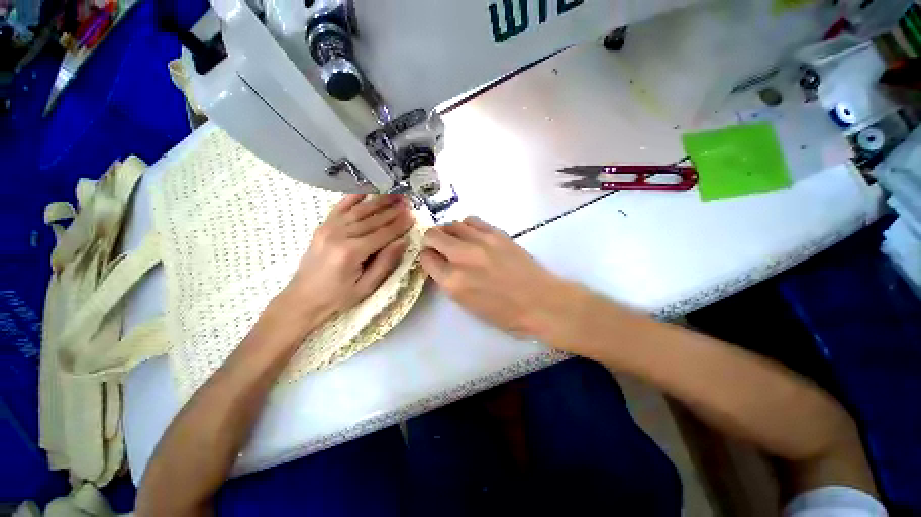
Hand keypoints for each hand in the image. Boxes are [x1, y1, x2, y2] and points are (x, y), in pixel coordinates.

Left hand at [281, 194, 413, 325]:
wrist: (302, 298)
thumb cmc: (338, 297)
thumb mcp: (366, 286)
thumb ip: (385, 263)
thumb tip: (403, 242)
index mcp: (351, 253)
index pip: (382, 234)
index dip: (399, 225)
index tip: (413, 216)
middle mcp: (339, 235)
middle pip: (372, 219)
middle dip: (393, 210)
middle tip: (408, 201)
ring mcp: (329, 228)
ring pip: (359, 210)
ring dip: (379, 201)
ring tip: (395, 194)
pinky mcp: (323, 226)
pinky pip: (340, 207)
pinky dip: (354, 197)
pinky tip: (367, 190)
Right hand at [420, 217, 573, 337]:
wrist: (541, 302)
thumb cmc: (504, 313)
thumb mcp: (467, 305)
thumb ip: (449, 282)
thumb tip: (441, 264)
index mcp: (453, 281)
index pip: (426, 258)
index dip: (427, 258)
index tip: (432, 259)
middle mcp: (462, 257)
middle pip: (433, 235)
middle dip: (431, 241)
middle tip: (438, 247)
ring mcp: (480, 241)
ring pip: (451, 224)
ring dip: (448, 232)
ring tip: (456, 241)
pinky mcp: (496, 233)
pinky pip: (471, 220)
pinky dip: (466, 226)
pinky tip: (472, 235)